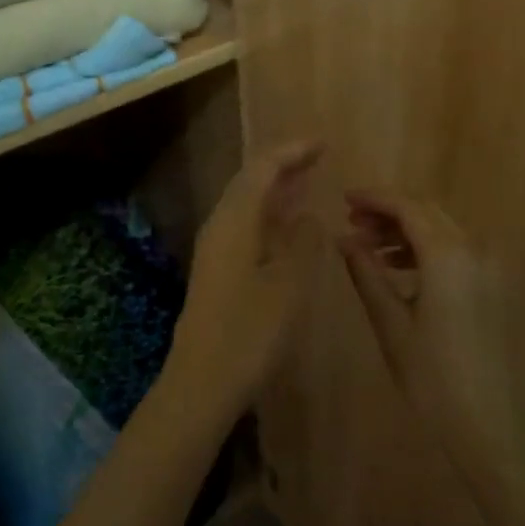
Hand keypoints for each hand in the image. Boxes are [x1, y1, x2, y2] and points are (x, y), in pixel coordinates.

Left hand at [164, 140, 323, 422]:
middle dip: (284, 165)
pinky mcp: (218, 271)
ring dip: (277, 190)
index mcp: (235, 221)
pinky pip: (247, 227)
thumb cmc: (250, 332)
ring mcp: (216, 250)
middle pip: (250, 181)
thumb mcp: (289, 284)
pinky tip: (290, 227)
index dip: (292, 151)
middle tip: (318, 157)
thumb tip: (311, 215)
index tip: (322, 143)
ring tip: (308, 181)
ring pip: (248, 205)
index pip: (262, 168)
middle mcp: (220, 226)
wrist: (202, 382)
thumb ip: (304, 242)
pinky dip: (271, 216)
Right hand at [337, 189, 524, 489]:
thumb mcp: (390, 323)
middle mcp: (472, 251)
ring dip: (405, 229)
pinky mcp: (489, 288)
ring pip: (441, 230)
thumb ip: (367, 274)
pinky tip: (397, 268)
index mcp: (448, 256)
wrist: (488, 425)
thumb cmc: (431, 376)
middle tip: (352, 222)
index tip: (344, 199)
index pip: (408, 207)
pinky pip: (453, 251)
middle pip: (427, 212)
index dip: (375, 198)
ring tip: (367, 246)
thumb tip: (344, 239)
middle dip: (389, 211)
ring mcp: (486, 270)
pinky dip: (423, 248)